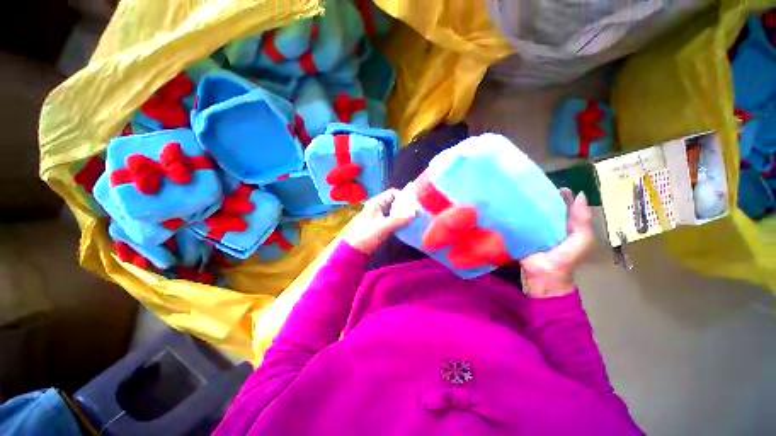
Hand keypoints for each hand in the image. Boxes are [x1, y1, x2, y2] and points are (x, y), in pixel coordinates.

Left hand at [344, 188, 415, 254]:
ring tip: (415, 219)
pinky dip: (400, 222)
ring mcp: (379, 217)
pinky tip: (408, 226)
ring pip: (395, 212)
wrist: (354, 251)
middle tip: (417, 212)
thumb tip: (415, 214)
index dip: (404, 196)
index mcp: (376, 202)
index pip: (393, 193)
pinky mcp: (381, 226)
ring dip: (403, 215)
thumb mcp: (383, 227)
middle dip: (406, 206)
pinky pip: (393, 220)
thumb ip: (399, 220)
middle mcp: (378, 207)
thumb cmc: (367, 235)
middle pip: (395, 202)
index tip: (414, 204)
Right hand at [520, 188, 593, 297]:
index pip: (564, 206)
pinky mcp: (520, 234)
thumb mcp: (582, 238)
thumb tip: (579, 194)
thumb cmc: (566, 258)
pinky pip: (518, 222)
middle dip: (541, 197)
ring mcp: (533, 229)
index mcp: (566, 225)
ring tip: (519, 192)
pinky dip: (515, 214)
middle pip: (546, 208)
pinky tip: (509, 205)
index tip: (554, 186)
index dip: (562, 196)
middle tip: (532, 187)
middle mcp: (549, 225)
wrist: (544, 274)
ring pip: (531, 213)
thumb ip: (582, 219)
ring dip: (526, 205)